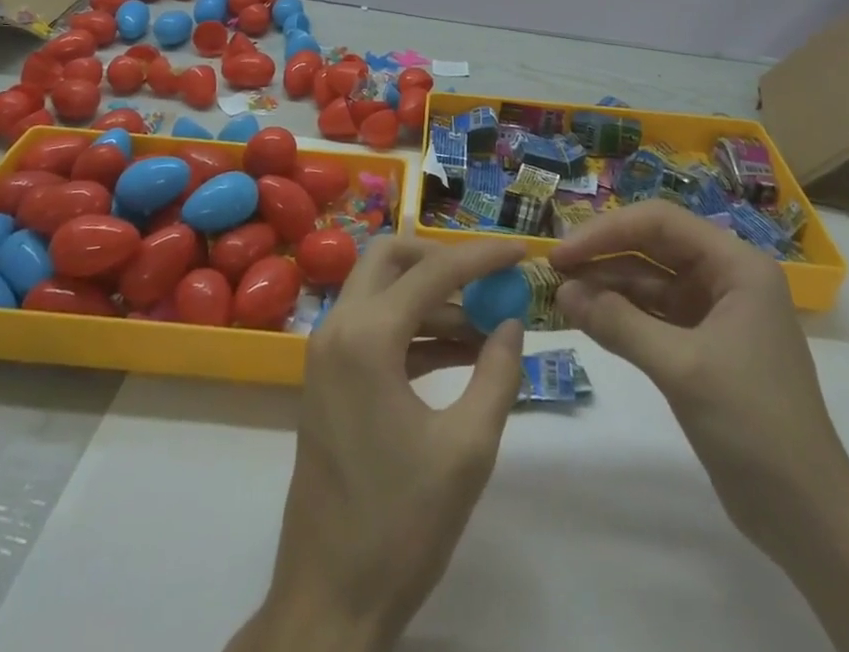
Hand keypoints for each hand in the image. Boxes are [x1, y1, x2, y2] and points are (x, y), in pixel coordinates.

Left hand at [228, 235, 527, 651]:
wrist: (328, 599)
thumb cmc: (400, 524)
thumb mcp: (467, 449)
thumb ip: (497, 374)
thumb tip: (512, 323)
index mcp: (366, 337)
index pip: (433, 271)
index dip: (482, 256)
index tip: (521, 250)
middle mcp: (338, 329)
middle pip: (390, 258)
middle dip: (441, 259)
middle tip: (487, 279)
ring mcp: (327, 354)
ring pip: (381, 291)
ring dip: (432, 297)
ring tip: (487, 324)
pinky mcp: (329, 379)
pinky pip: (375, 328)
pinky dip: (415, 328)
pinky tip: (461, 352)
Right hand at [553, 201, 848, 651]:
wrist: (806, 516)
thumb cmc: (754, 424)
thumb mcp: (682, 367)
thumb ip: (619, 323)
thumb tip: (561, 292)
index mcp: (736, 265)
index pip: (661, 222)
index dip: (606, 231)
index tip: (562, 253)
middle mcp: (726, 277)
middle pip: (653, 245)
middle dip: (603, 254)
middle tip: (553, 270)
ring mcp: (714, 311)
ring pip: (649, 279)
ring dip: (607, 285)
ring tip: (562, 296)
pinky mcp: (702, 344)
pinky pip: (653, 313)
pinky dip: (620, 314)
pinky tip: (587, 318)